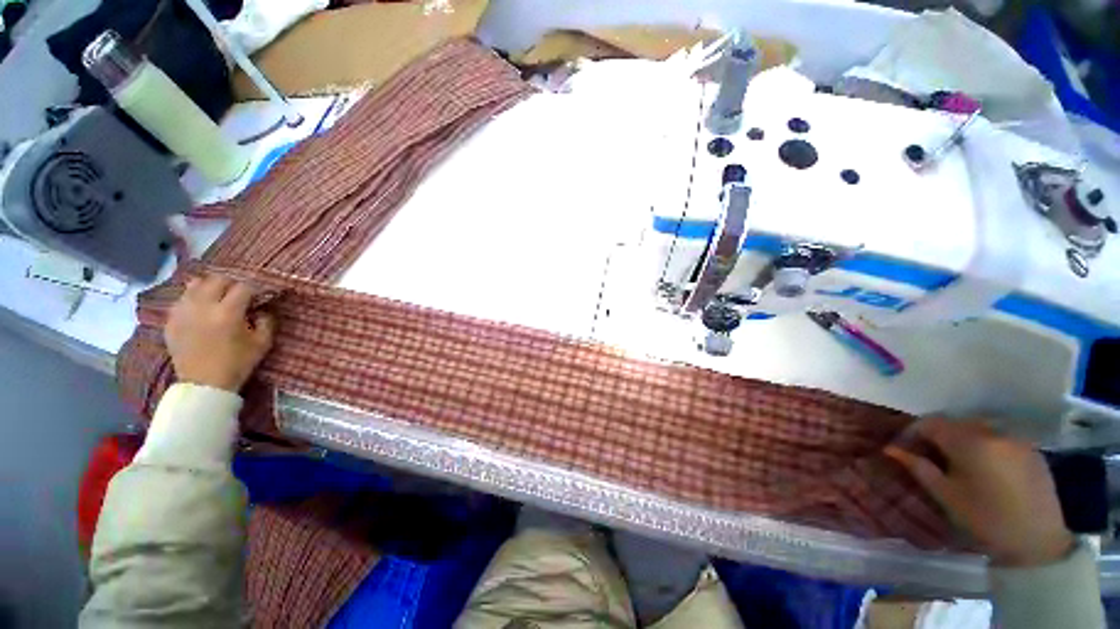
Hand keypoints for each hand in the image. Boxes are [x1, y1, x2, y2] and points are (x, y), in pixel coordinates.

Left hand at [165, 274, 275, 391]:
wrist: (204, 384)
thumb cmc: (237, 364)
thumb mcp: (262, 343)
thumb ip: (267, 321)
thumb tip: (262, 308)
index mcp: (228, 312)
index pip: (244, 287)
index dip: (255, 289)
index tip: (259, 296)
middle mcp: (203, 306)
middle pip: (218, 280)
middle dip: (231, 284)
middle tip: (239, 295)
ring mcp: (183, 312)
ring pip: (196, 284)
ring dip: (210, 287)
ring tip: (217, 297)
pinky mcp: (171, 319)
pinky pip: (182, 298)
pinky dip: (194, 298)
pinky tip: (201, 309)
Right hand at [886, 418, 1072, 567]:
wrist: (1039, 538)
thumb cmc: (986, 519)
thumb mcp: (947, 495)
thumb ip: (919, 467)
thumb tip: (890, 449)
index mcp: (968, 441)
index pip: (930, 422)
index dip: (913, 432)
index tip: (904, 447)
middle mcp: (992, 431)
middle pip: (955, 422)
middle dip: (937, 434)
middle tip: (928, 455)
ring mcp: (1015, 437)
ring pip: (978, 427)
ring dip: (961, 438)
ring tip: (956, 460)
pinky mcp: (1030, 447)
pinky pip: (998, 437)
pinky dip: (983, 444)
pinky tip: (984, 466)